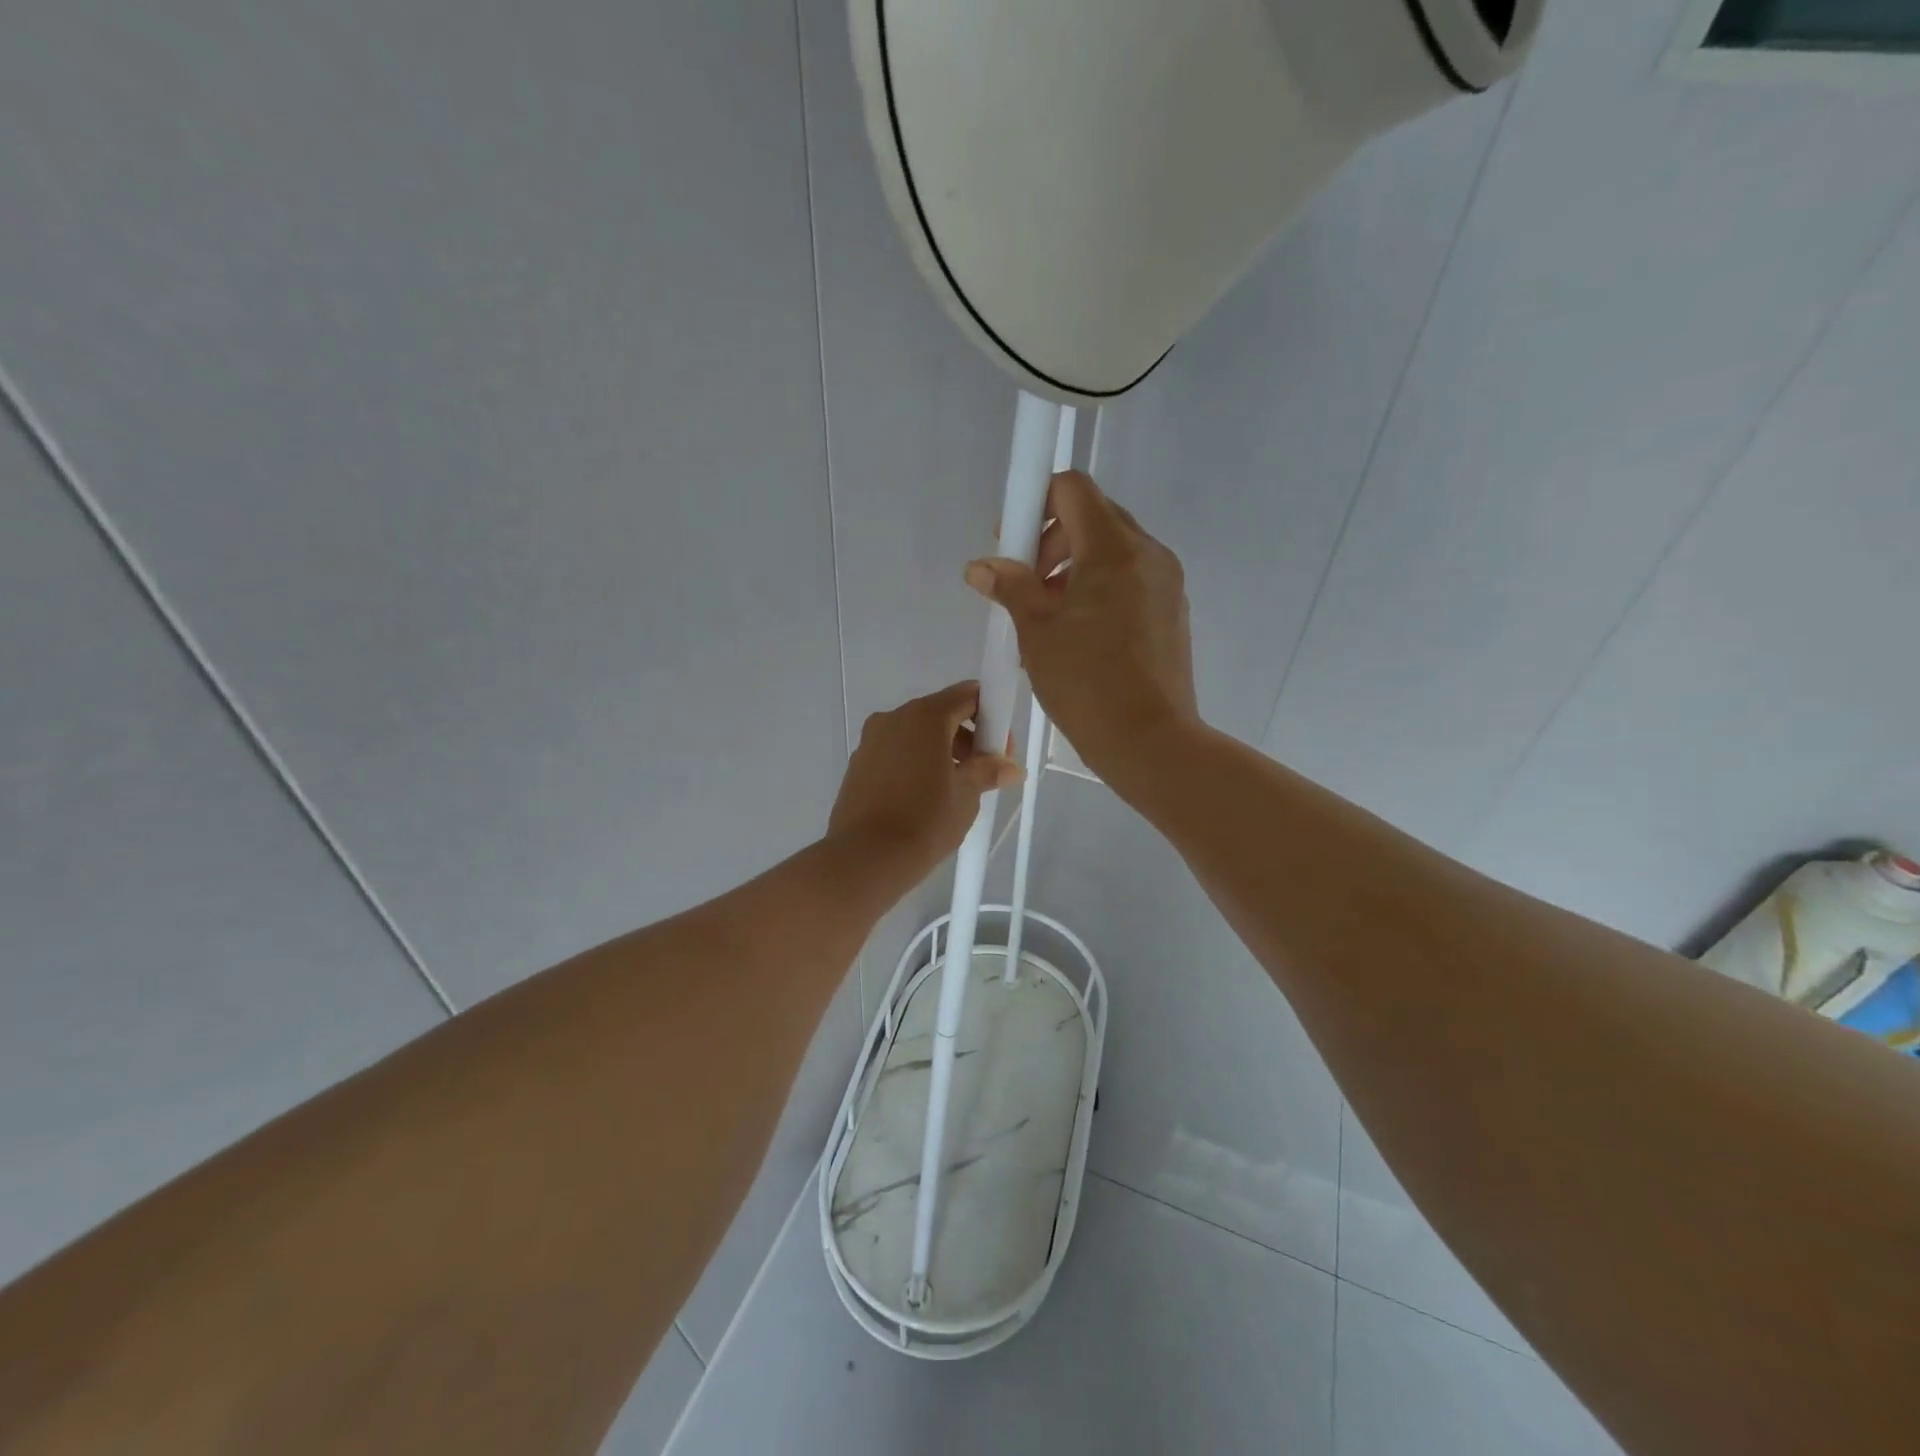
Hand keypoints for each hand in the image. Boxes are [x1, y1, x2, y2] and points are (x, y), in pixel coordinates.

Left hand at [827, 682, 1021, 881]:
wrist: (865, 858)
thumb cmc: (925, 820)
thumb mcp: (966, 795)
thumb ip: (988, 771)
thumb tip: (1012, 767)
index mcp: (925, 716)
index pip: (967, 695)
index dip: (991, 716)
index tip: (1001, 748)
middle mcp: (894, 718)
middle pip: (941, 714)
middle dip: (967, 738)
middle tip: (984, 772)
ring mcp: (871, 741)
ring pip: (916, 734)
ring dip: (941, 752)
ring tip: (955, 790)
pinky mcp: (858, 764)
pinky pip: (896, 753)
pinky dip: (916, 763)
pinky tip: (924, 798)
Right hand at [964, 471, 1198, 789]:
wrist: (1150, 741)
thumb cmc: (1086, 683)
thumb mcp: (1036, 632)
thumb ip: (1010, 587)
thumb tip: (981, 567)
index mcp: (1113, 549)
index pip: (1073, 489)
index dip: (1036, 503)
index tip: (1013, 542)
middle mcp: (1148, 554)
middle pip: (1095, 517)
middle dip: (1052, 539)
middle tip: (1026, 583)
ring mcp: (1166, 583)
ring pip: (1114, 551)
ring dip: (1075, 567)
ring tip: (1049, 616)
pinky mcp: (1173, 612)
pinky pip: (1132, 580)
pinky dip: (1101, 588)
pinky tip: (1079, 634)